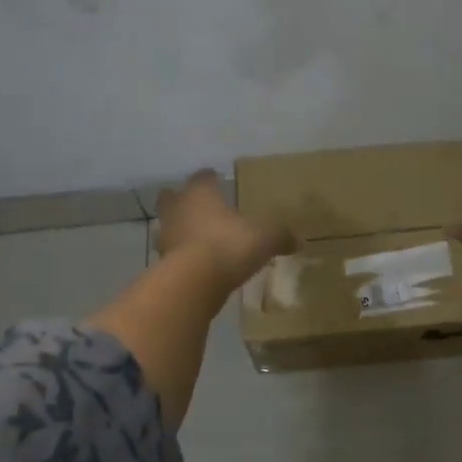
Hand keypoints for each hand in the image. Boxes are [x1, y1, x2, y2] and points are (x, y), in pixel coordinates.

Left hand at [155, 170, 296, 290]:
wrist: (193, 283)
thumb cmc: (228, 246)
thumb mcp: (265, 238)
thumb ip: (280, 236)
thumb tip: (299, 240)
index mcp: (200, 193)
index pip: (202, 177)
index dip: (209, 178)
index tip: (216, 179)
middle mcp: (178, 209)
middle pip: (172, 197)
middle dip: (183, 199)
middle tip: (199, 206)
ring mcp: (166, 236)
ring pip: (169, 225)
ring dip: (180, 229)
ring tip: (199, 238)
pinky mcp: (162, 263)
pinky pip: (172, 253)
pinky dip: (182, 255)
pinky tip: (197, 264)